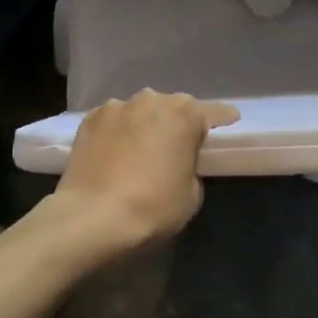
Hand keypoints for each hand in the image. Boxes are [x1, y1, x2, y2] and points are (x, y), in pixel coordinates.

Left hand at [51, 90, 239, 251]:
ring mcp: (117, 106)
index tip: (228, 127)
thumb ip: (192, 167)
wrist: (92, 218)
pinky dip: (117, 133)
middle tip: (175, 149)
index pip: (215, 113)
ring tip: (138, 153)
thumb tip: (179, 163)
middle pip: (173, 108)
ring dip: (144, 126)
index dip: (223, 122)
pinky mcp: (89, 119)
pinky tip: (112, 155)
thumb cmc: (153, 206)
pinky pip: (113, 122)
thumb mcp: (192, 194)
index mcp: (185, 113)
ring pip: (140, 112)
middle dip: (176, 124)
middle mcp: (153, 100)